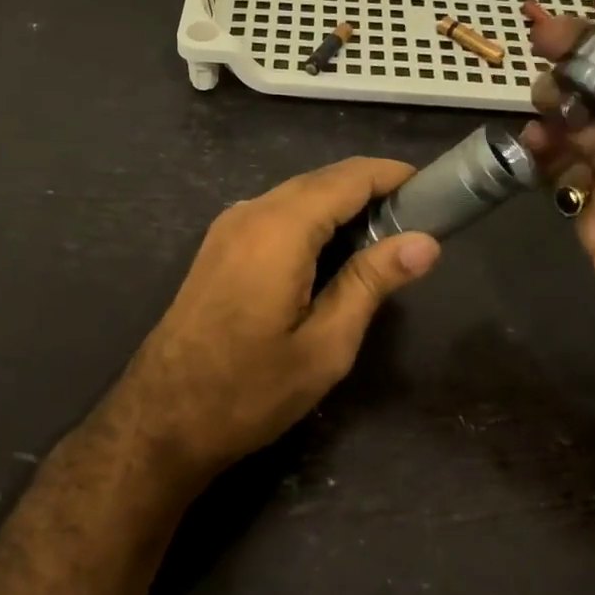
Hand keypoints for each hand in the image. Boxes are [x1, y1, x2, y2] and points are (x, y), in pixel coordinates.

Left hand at [110, 158, 441, 478]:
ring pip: (296, 196)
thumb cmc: (249, 389)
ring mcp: (227, 227)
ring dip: (340, 206)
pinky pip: (274, 215)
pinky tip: (331, 255)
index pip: (348, 177)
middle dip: (370, 191)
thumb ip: (372, 283)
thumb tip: (425, 242)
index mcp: (280, 228)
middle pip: (321, 181)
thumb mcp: (325, 345)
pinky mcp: (217, 247)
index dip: (392, 175)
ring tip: (383, 241)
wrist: (161, 418)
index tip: (433, 190)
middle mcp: (250, 212)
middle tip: (416, 224)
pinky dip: (310, 221)